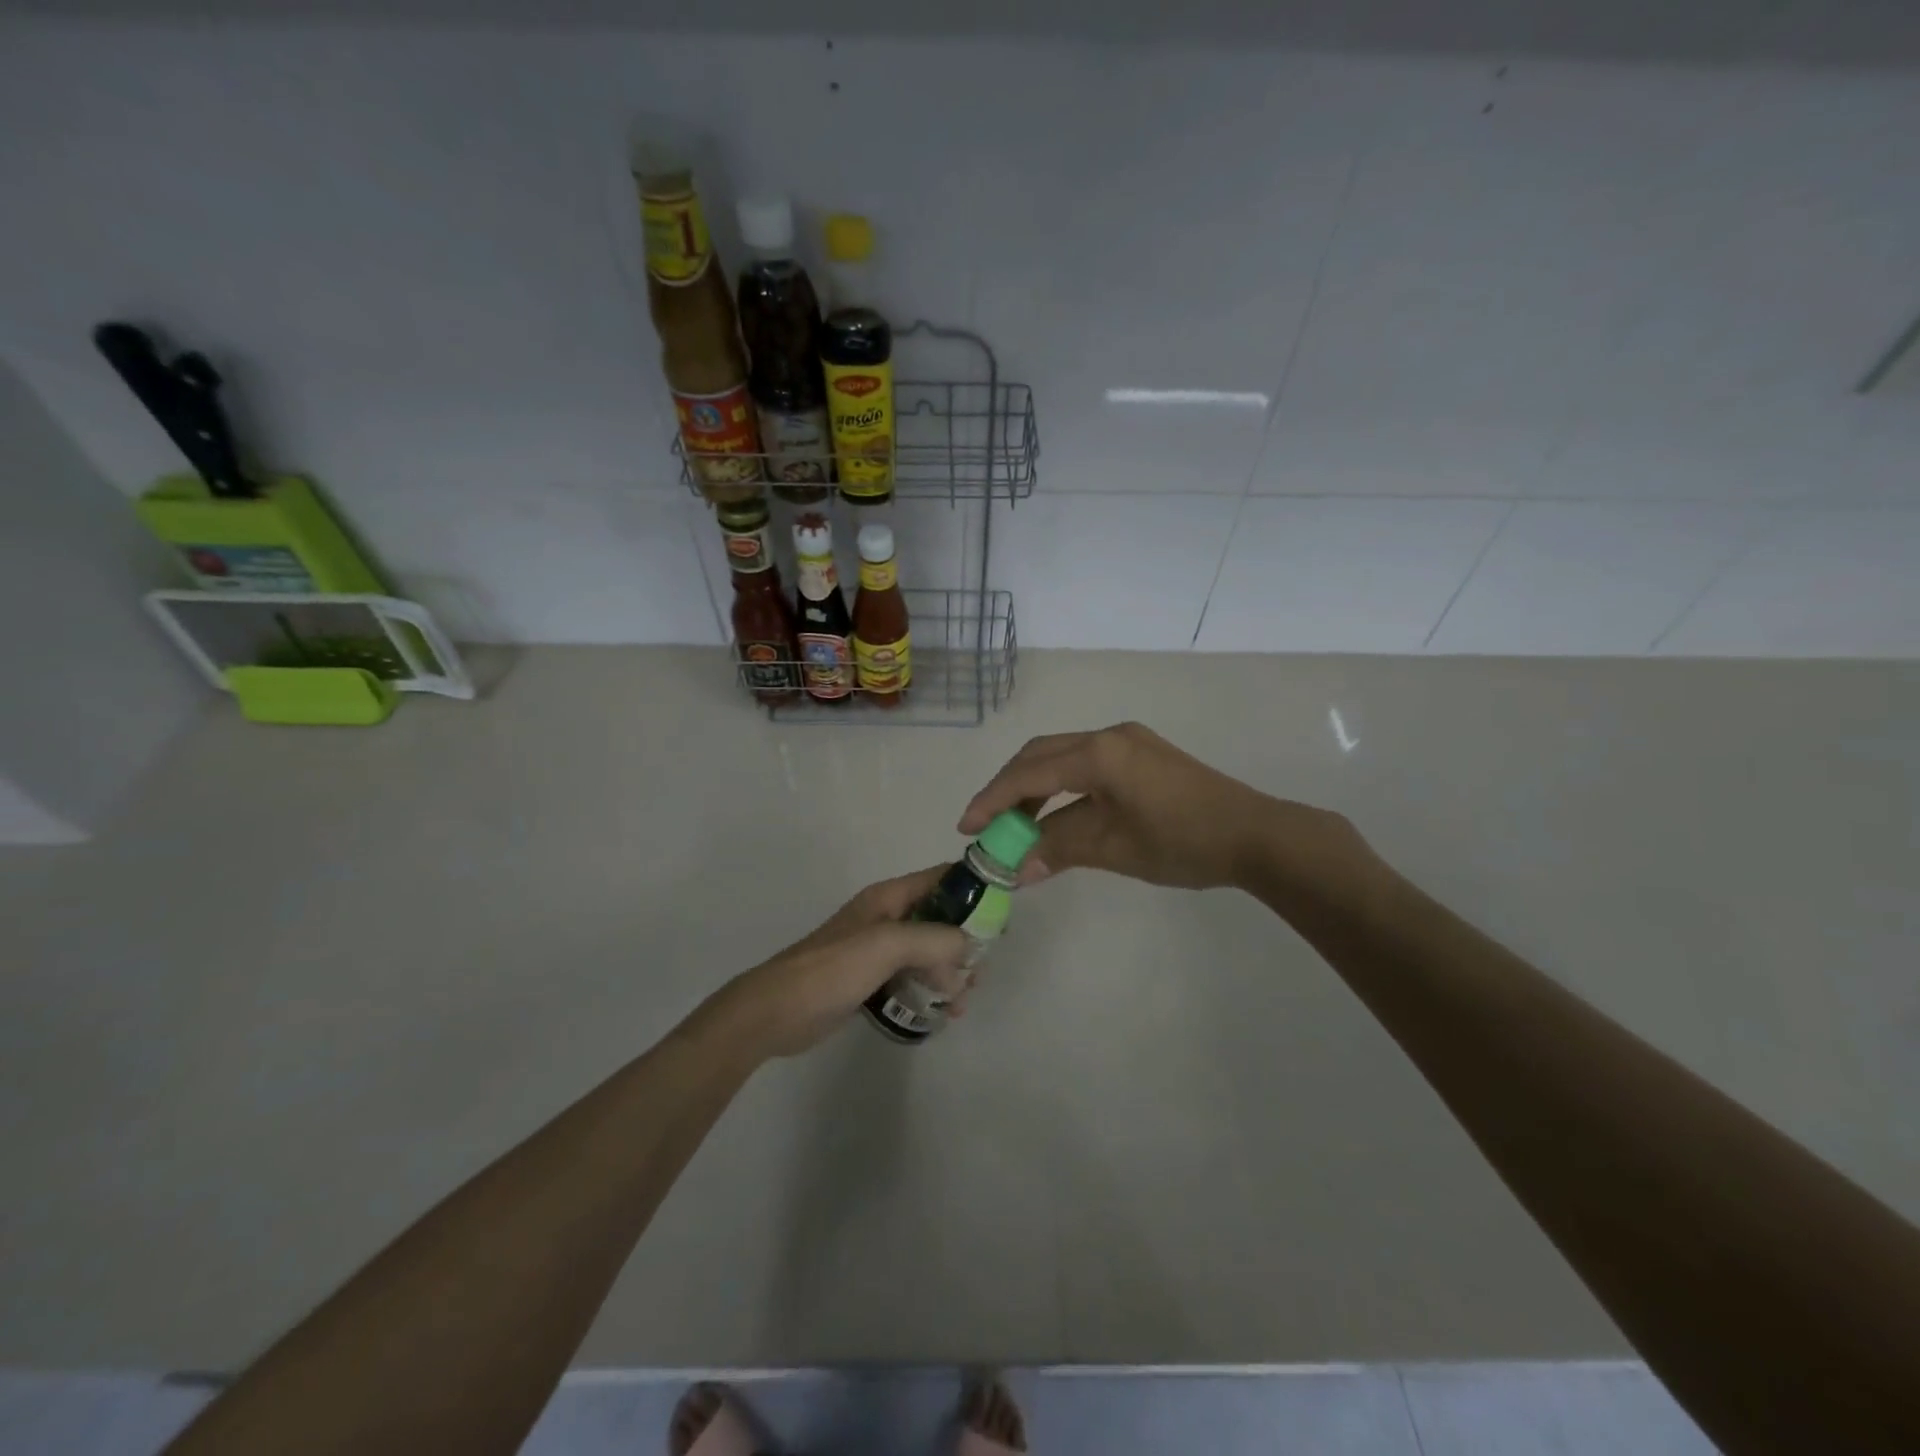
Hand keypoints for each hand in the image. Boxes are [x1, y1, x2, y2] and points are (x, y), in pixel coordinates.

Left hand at [718, 867, 971, 1057]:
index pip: (940, 878)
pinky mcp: (868, 980)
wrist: (776, 1012)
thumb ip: (933, 939)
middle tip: (982, 970)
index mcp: (888, 898)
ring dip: (949, 971)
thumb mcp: (887, 945)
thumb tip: (969, 945)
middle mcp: (885, 918)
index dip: (973, 888)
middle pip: (938, 918)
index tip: (1003, 910)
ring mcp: (875, 950)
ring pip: (926, 952)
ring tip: (963, 1000)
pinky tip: (942, 1013)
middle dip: (964, 940)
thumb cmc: (832, 969)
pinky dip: (929, 990)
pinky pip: (909, 978)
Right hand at [960, 722, 1348, 891]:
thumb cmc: (1182, 841)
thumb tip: (1016, 868)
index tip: (966, 827)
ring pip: (1063, 756)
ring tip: (1017, 824)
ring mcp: (1128, 741)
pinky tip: (1057, 814)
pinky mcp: (1142, 754)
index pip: (1029, 773)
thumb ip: (1059, 848)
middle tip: (986, 824)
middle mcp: (1108, 735)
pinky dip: (1062, 787)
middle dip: (1008, 788)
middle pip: (1040, 754)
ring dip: (1035, 787)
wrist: (1255, 835)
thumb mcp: (1113, 847)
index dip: (993, 799)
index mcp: (1099, 753)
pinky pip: (1086, 764)